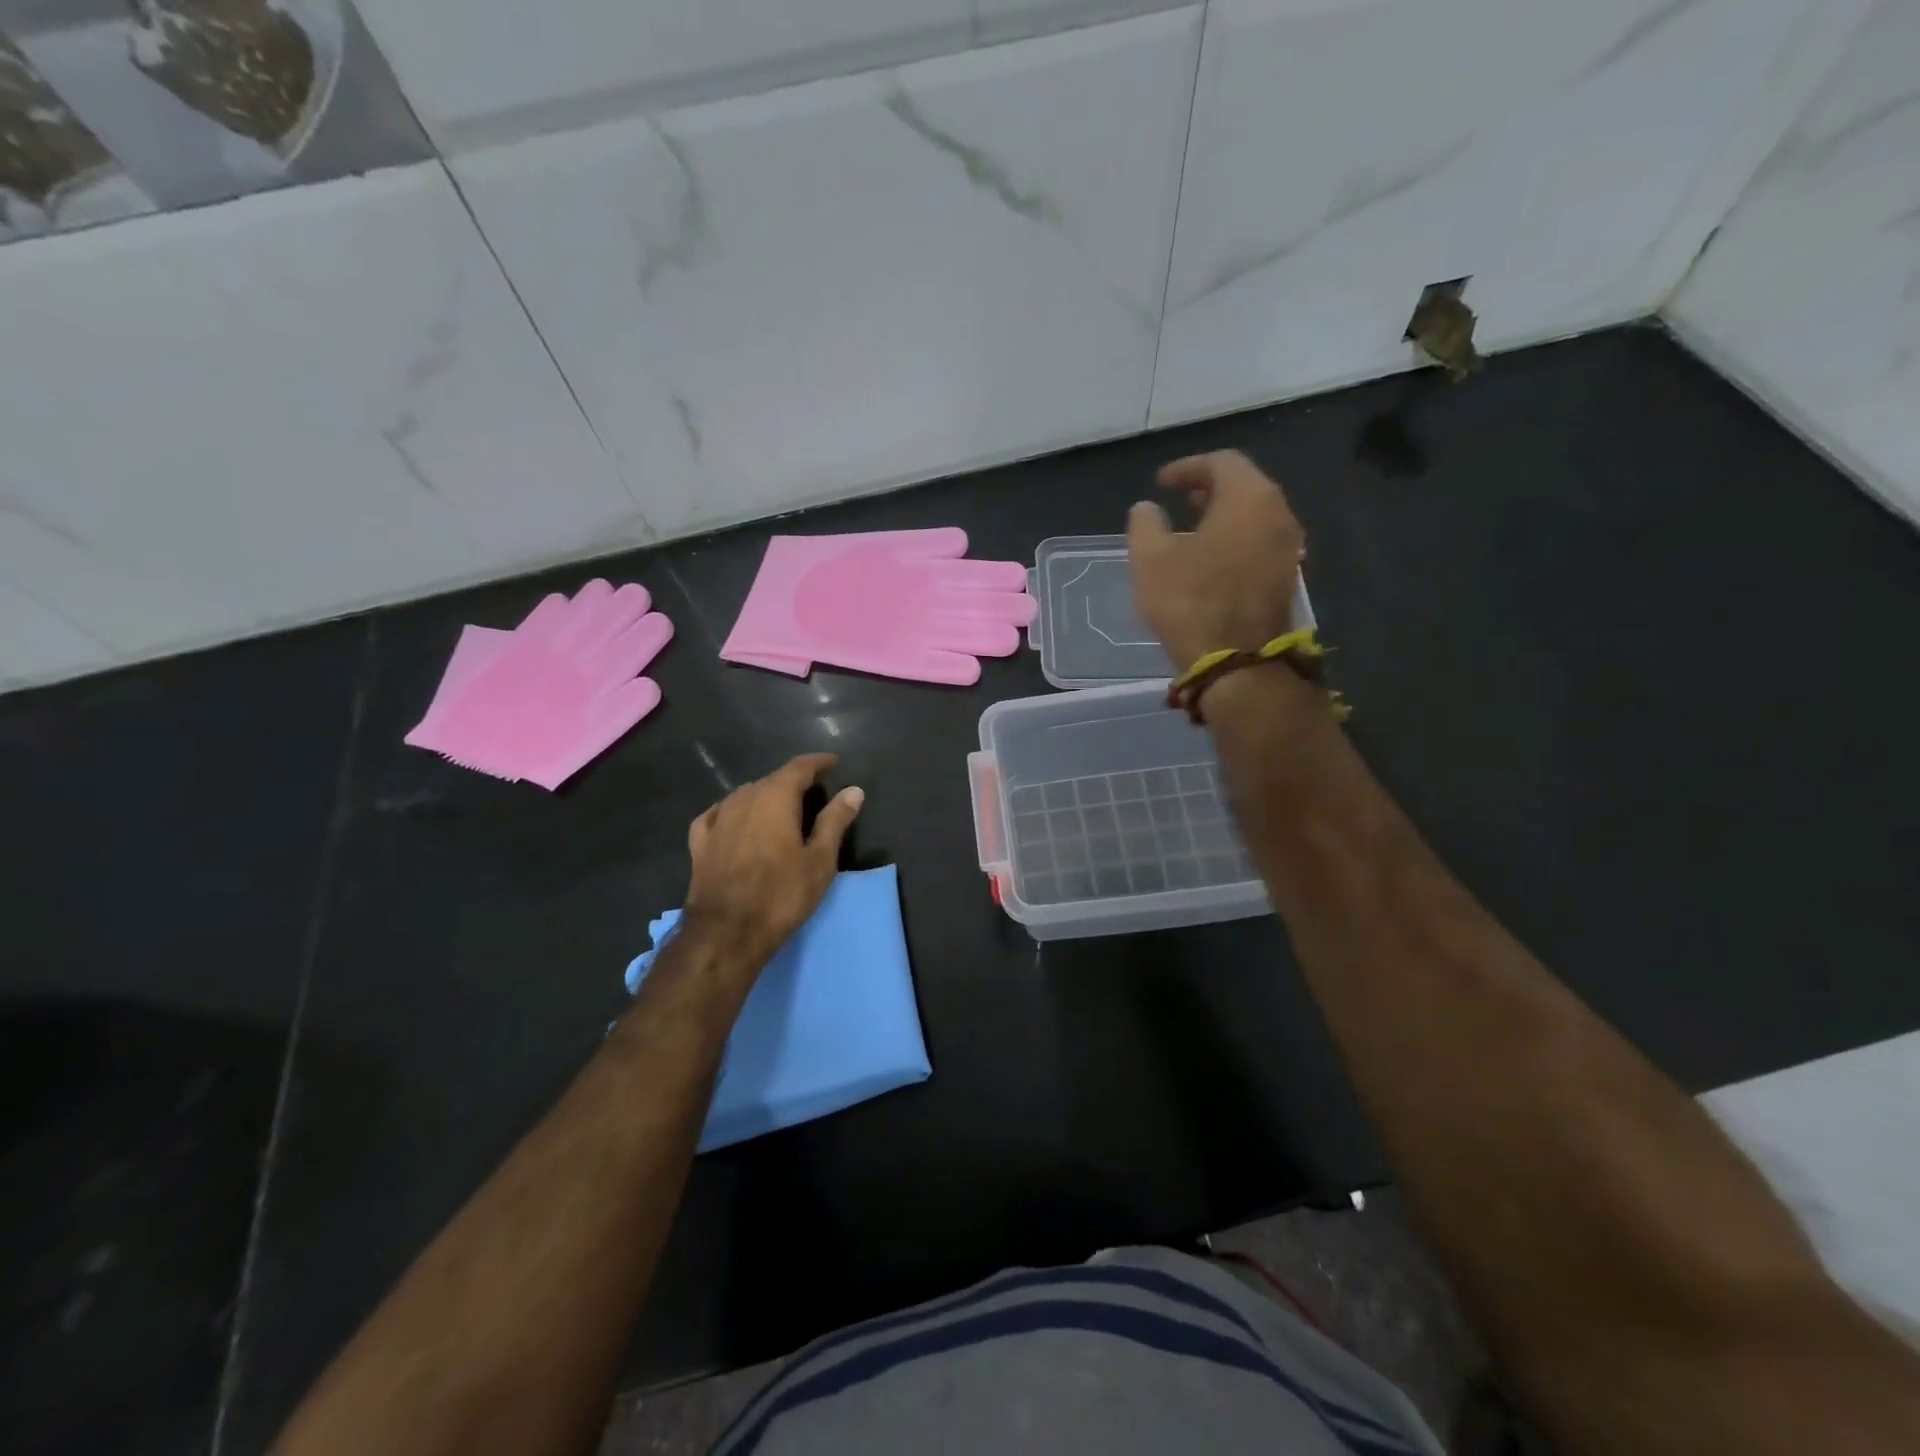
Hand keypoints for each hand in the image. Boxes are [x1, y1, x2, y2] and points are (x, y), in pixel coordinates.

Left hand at [682, 754, 863, 971]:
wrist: (726, 933)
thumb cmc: (782, 894)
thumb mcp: (820, 860)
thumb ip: (835, 821)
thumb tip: (853, 790)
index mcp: (775, 797)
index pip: (799, 767)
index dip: (818, 762)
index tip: (834, 763)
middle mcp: (743, 799)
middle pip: (771, 780)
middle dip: (793, 782)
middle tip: (813, 792)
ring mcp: (717, 820)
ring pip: (744, 796)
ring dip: (764, 797)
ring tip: (780, 808)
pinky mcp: (700, 843)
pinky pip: (718, 815)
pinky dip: (733, 812)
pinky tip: (734, 820)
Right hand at [1127, 451, 1305, 672]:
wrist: (1235, 662)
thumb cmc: (1190, 601)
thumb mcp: (1150, 558)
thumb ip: (1145, 523)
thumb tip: (1147, 509)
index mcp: (1250, 498)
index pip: (1222, 463)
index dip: (1188, 468)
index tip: (1161, 483)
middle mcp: (1279, 515)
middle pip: (1245, 486)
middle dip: (1210, 489)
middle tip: (1180, 498)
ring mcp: (1289, 549)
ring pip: (1255, 516)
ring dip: (1223, 516)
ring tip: (1192, 528)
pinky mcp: (1287, 579)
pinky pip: (1259, 543)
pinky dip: (1235, 540)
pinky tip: (1211, 559)